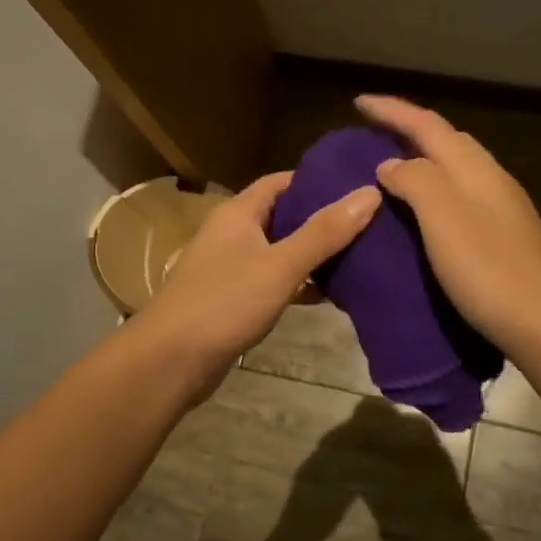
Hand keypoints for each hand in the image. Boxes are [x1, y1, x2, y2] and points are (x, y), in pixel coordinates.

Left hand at [133, 171, 380, 391]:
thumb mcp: (280, 265)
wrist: (171, 361)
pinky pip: (274, 280)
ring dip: (313, 253)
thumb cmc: (224, 303)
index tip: (357, 185)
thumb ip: (324, 232)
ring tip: (361, 255)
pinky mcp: (234, 299)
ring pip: (281, 250)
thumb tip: (370, 192)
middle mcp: (233, 233)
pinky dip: (299, 283)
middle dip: (322, 218)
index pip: (282, 181)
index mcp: (239, 213)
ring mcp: (232, 267)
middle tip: (369, 222)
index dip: (318, 180)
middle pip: (284, 215)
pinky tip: (330, 294)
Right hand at [359, 94, 540, 358]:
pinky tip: (422, 216)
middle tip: (373, 135)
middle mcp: (491, 181)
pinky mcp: (504, 239)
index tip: (358, 102)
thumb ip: (415, 181)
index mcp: (474, 169)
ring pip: (456, 170)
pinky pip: (460, 198)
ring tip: (390, 172)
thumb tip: (390, 164)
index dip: (392, 110)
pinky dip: (434, 193)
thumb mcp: (443, 218)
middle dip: (410, 129)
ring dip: (423, 161)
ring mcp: (502, 211)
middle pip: (448, 141)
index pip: (427, 125)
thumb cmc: (490, 269)